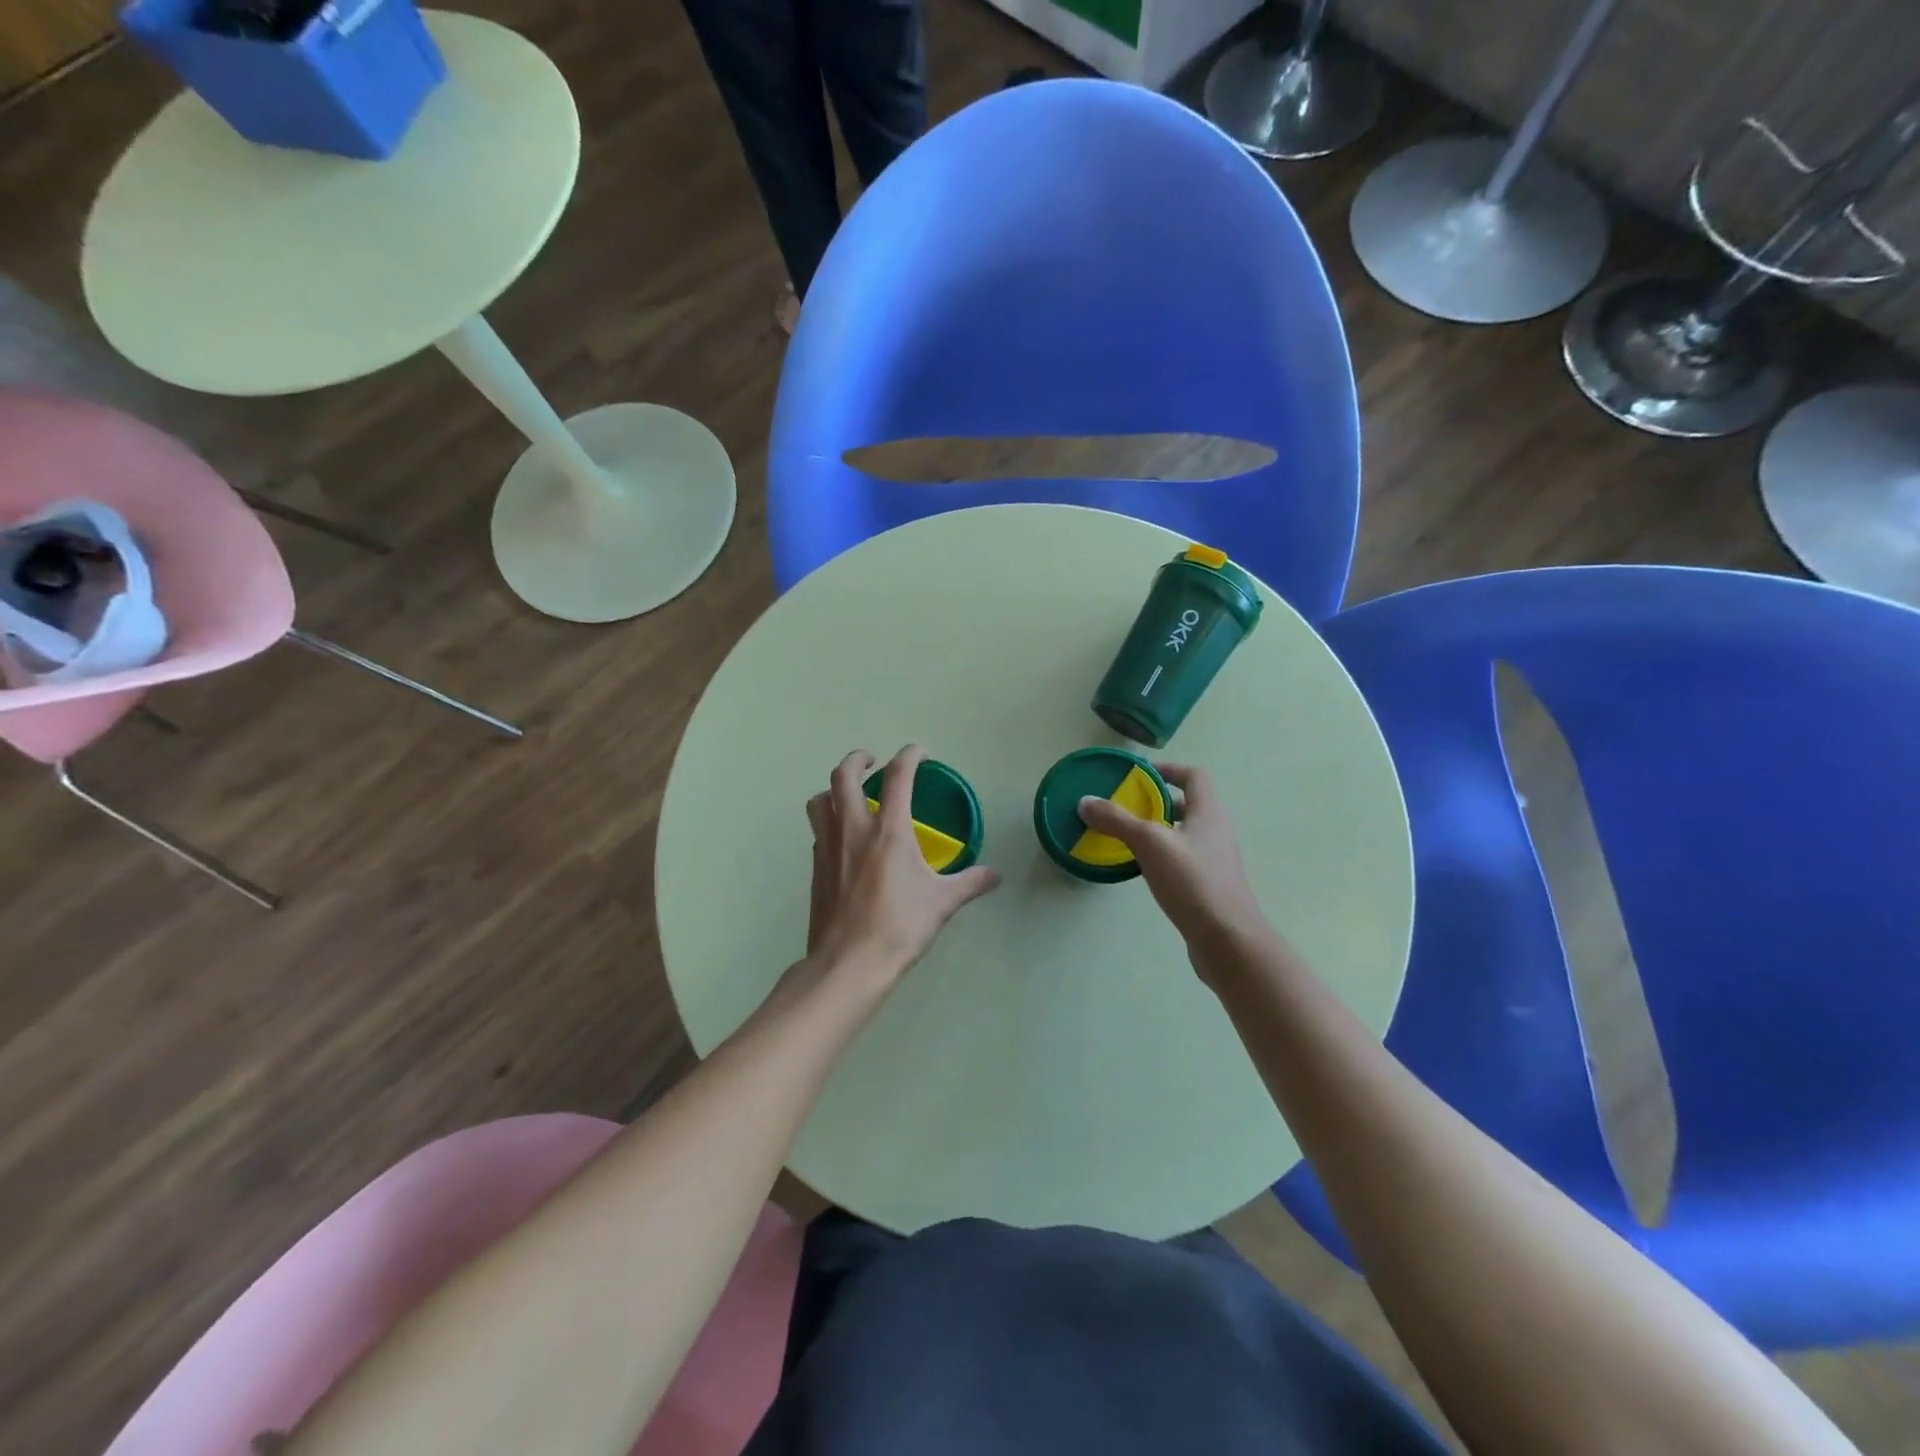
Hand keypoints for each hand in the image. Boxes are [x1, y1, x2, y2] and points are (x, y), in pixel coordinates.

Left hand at [804, 746, 1000, 984]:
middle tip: (872, 760)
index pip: (899, 776)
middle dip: (858, 759)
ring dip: (834, 788)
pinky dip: (829, 821)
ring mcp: (828, 846)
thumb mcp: (942, 903)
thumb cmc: (899, 927)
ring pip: (820, 800)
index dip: (910, 756)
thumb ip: (970, 883)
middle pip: (843, 775)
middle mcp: (853, 828)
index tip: (920, 753)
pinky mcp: (816, 867)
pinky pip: (818, 830)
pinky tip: (844, 838)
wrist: (848, 963)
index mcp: (889, 830)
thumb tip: (995, 875)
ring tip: (850, 794)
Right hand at [1076, 763, 1272, 981]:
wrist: (1227, 939)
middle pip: (1187, 805)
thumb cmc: (1193, 881)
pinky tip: (1142, 869)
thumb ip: (1117, 820)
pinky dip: (1162, 856)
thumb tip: (1085, 802)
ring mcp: (1215, 860)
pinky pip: (1182, 859)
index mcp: (1209, 812)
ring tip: (1127, 837)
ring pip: (1183, 834)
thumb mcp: (1150, 844)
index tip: (1139, 774)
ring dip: (1158, 830)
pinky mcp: (1209, 886)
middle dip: (1157, 802)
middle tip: (1126, 807)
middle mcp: (1216, 831)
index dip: (1168, 769)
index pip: (1193, 776)